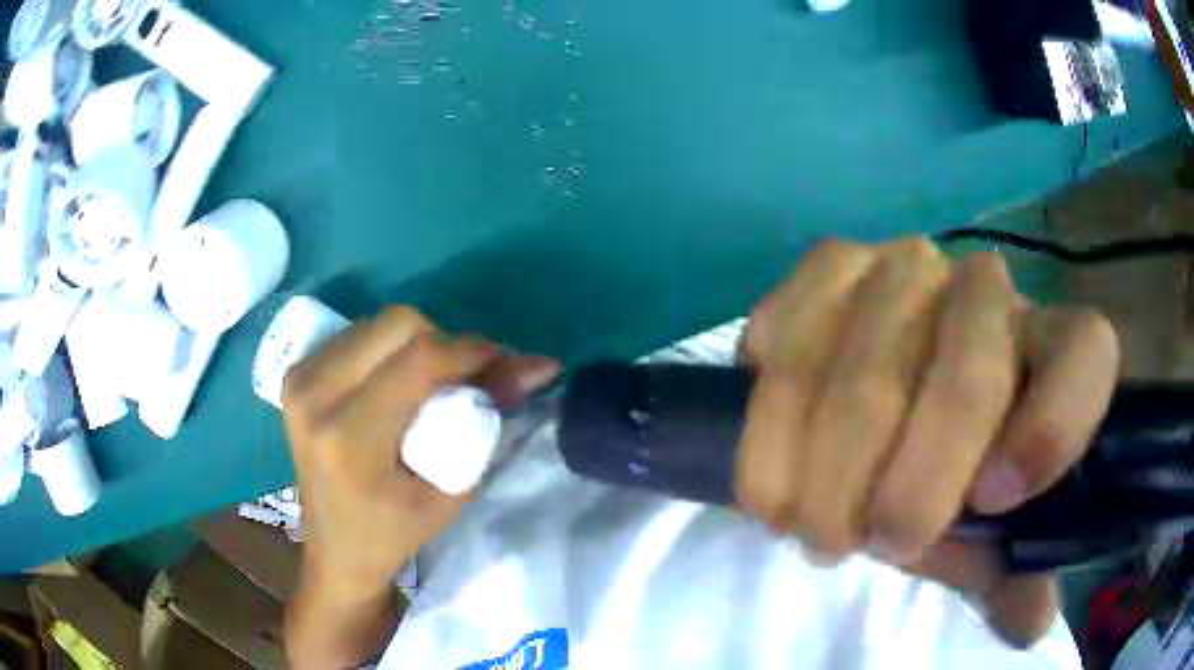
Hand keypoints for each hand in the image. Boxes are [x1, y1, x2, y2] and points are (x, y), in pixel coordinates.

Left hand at [281, 306, 557, 667]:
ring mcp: (299, 379)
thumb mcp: (452, 490)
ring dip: (420, 343)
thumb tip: (535, 365)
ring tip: (437, 382)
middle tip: (470, 377)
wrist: (335, 550)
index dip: (472, 352)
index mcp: (349, 438)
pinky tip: (402, 381)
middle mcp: (314, 395)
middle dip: (447, 343)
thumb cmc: (395, 535)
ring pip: (379, 323)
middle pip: (398, 325)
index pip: (418, 361)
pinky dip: (393, 349)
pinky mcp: (295, 373)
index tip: (508, 363)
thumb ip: (488, 422)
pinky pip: (359, 335)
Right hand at [736, 239, 1118, 646]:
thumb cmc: (954, 471)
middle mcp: (988, 289)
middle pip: (968, 378)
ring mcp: (905, 267)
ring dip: (827, 471)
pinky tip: (775, 463)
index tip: (992, 504)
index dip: (1052, 429)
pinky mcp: (829, 265)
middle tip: (873, 547)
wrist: (885, 401)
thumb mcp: (990, 528)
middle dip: (914, 487)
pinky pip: (791, 339)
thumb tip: (1028, 622)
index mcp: (1052, 348)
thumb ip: (1013, 569)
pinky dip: (772, 421)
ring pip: (867, 371)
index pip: (1086, 356)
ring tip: (806, 528)